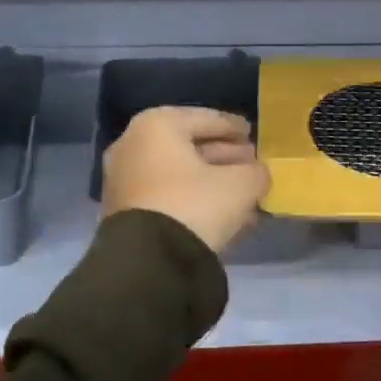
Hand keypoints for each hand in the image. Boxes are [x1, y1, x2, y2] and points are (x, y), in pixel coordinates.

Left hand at [102, 107, 269, 254]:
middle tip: (250, 164)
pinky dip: (192, 197)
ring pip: (178, 173)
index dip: (233, 127)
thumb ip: (255, 172)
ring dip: (210, 180)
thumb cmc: (195, 205)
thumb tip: (257, 174)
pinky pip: (166, 194)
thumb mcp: (240, 185)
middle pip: (189, 145)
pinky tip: (220, 212)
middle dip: (223, 156)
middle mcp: (133, 143)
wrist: (149, 261)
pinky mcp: (123, 209)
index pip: (206, 119)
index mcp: (158, 124)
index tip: (252, 133)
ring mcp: (123, 177)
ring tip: (242, 193)